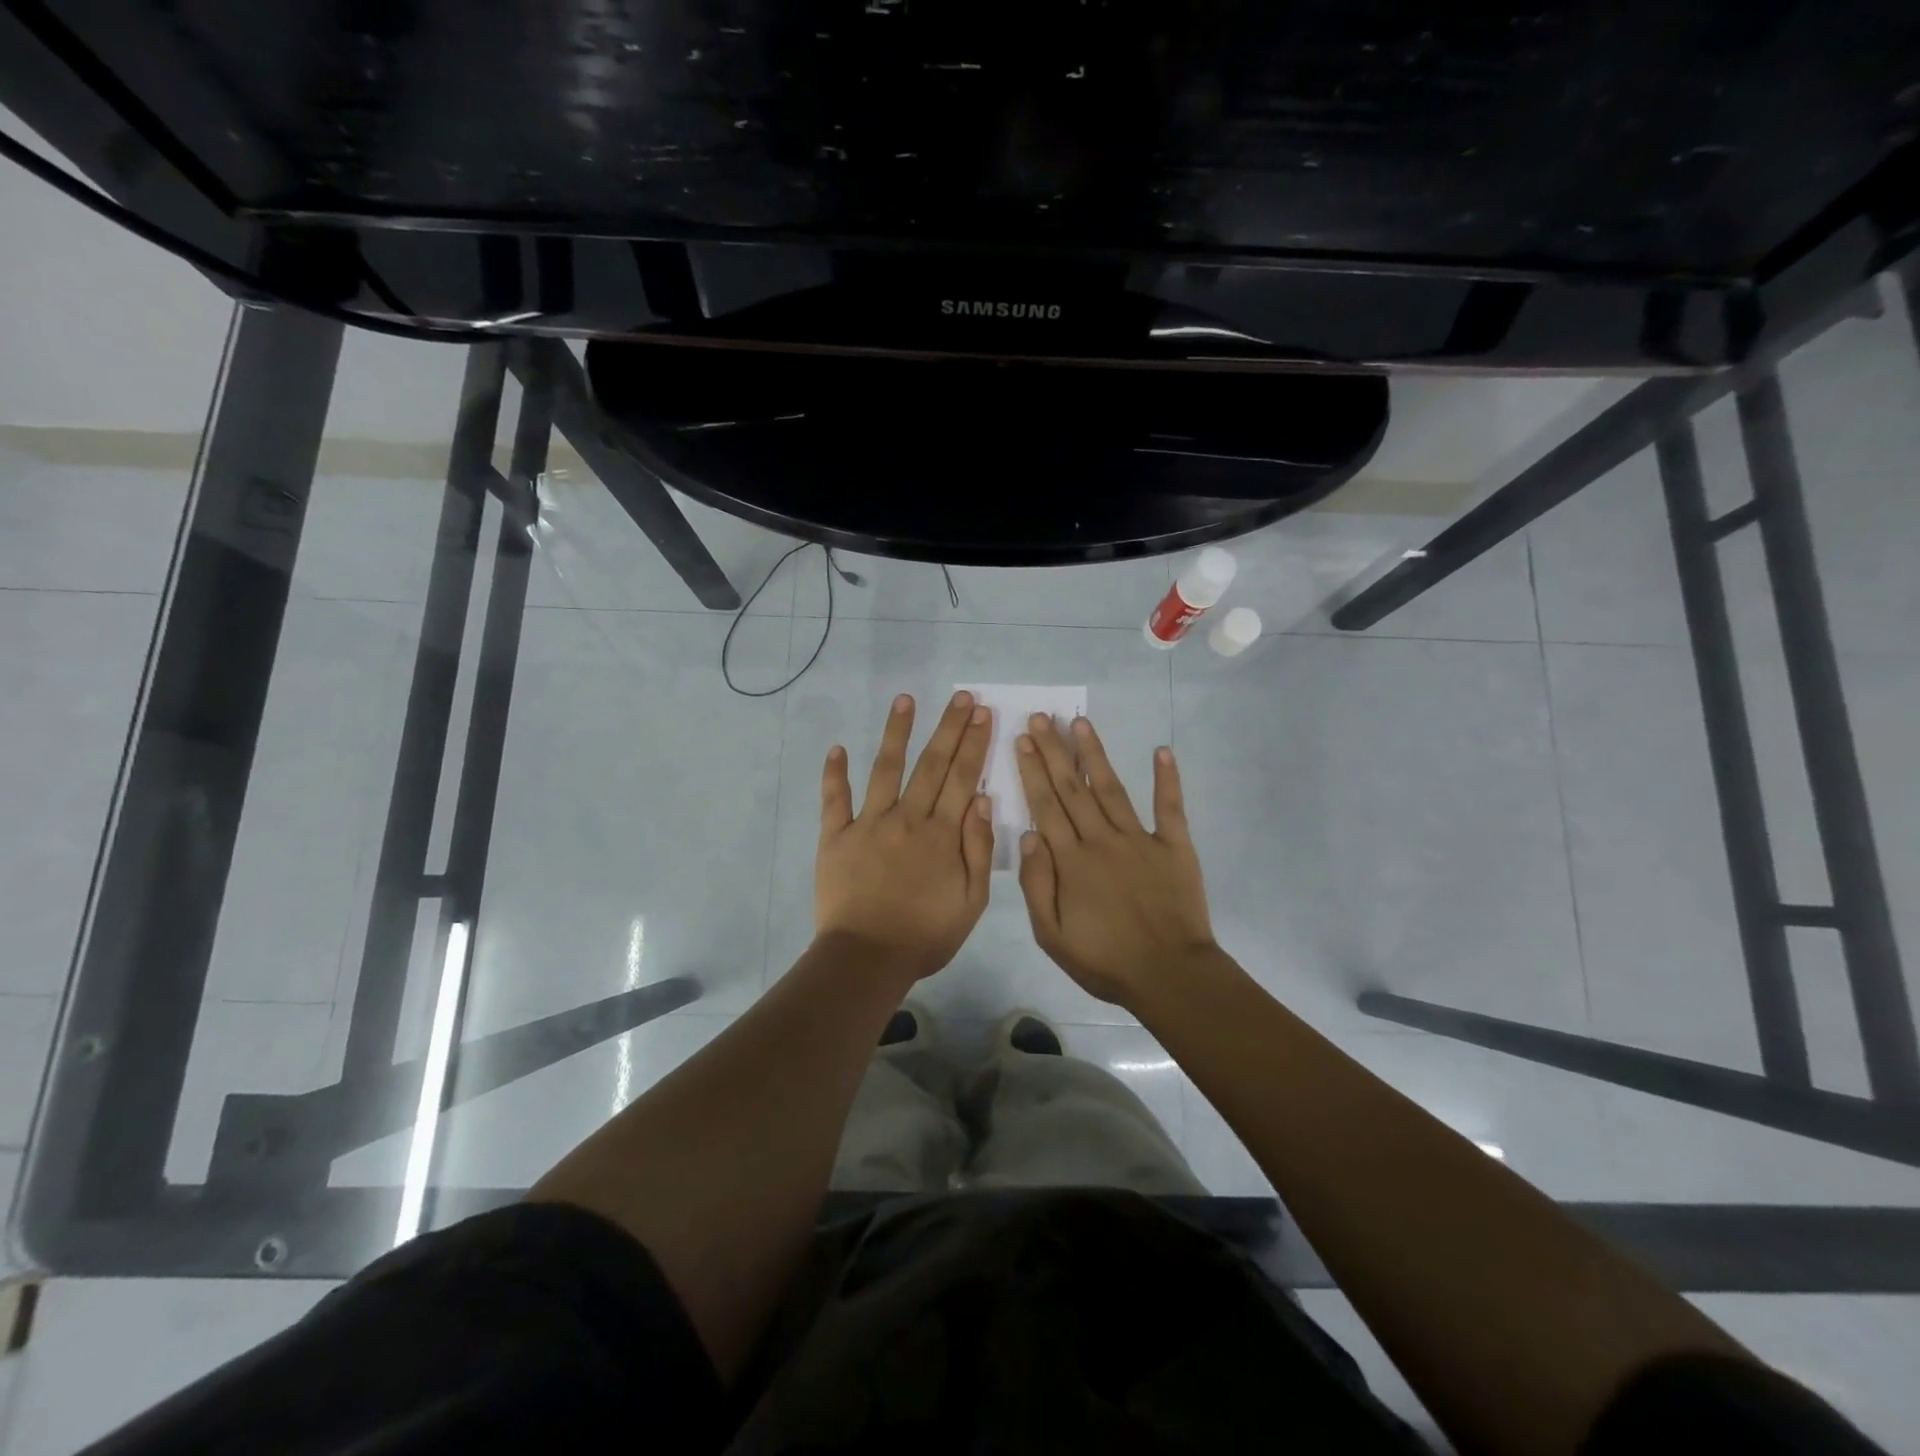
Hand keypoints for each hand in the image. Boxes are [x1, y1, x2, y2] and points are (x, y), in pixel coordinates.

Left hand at [816, 691, 995, 983]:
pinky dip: (835, 774)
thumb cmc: (925, 935)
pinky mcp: (836, 837)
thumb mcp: (971, 901)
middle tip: (961, 697)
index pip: (962, 778)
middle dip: (949, 728)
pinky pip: (835, 800)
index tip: (983, 714)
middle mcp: (907, 818)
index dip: (974, 743)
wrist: (867, 958)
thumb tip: (982, 799)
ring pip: (886, 769)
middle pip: (931, 764)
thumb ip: (978, 848)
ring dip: (896, 733)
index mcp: (942, 834)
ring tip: (905, 700)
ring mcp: (868, 824)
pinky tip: (837, 748)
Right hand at [1016, 714, 1216, 1010]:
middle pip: (1073, 789)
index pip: (1046, 806)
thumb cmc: (1105, 961)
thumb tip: (1028, 836)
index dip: (1032, 771)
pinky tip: (1162, 751)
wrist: (1170, 975)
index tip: (1022, 741)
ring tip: (1080, 723)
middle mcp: (1102, 840)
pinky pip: (1170, 807)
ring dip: (1094, 754)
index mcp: (1072, 861)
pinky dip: (1167, 779)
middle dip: (1054, 751)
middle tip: (1041, 718)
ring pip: (1111, 788)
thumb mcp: (1052, 935)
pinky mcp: (1174, 846)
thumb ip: (1037, 884)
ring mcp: (1141, 839)